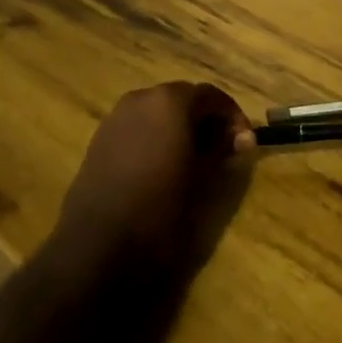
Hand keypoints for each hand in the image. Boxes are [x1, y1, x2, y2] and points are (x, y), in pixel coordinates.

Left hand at [54, 82, 254, 279]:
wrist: (96, 246)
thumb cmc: (159, 210)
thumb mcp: (203, 181)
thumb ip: (223, 151)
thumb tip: (241, 138)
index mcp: (170, 101)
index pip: (211, 96)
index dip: (232, 116)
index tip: (245, 142)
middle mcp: (142, 98)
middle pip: (183, 98)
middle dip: (205, 120)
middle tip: (223, 149)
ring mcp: (116, 116)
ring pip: (158, 111)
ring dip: (180, 127)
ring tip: (194, 159)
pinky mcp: (100, 139)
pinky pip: (138, 126)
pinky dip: (155, 136)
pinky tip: (163, 166)